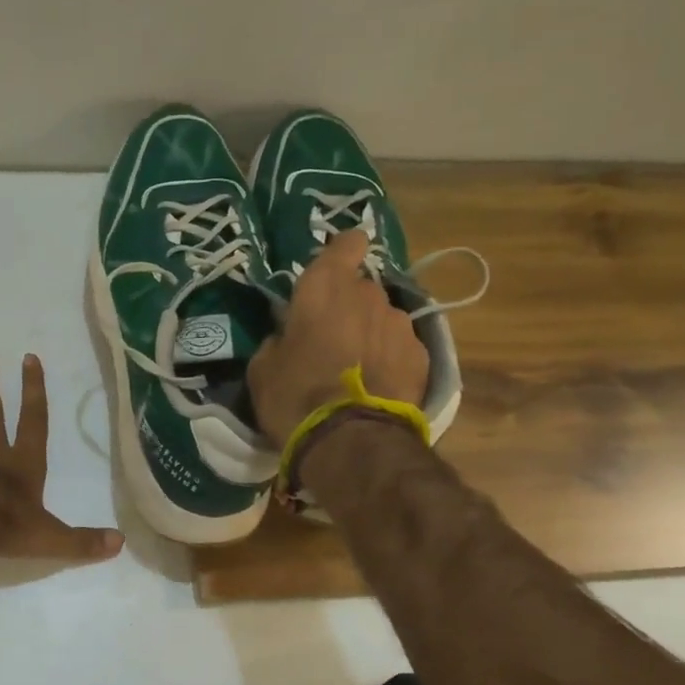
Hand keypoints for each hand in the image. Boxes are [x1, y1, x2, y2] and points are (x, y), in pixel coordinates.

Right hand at [247, 230, 429, 443]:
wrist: (350, 441)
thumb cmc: (295, 397)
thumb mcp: (263, 368)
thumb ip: (278, 339)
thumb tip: (288, 336)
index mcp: (324, 287)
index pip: (346, 244)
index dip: (341, 253)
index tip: (332, 270)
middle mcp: (368, 294)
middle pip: (361, 287)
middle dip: (348, 306)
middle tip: (330, 339)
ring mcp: (399, 323)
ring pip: (382, 318)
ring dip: (370, 333)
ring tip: (357, 369)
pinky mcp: (421, 355)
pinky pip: (400, 347)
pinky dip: (389, 359)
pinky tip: (376, 386)